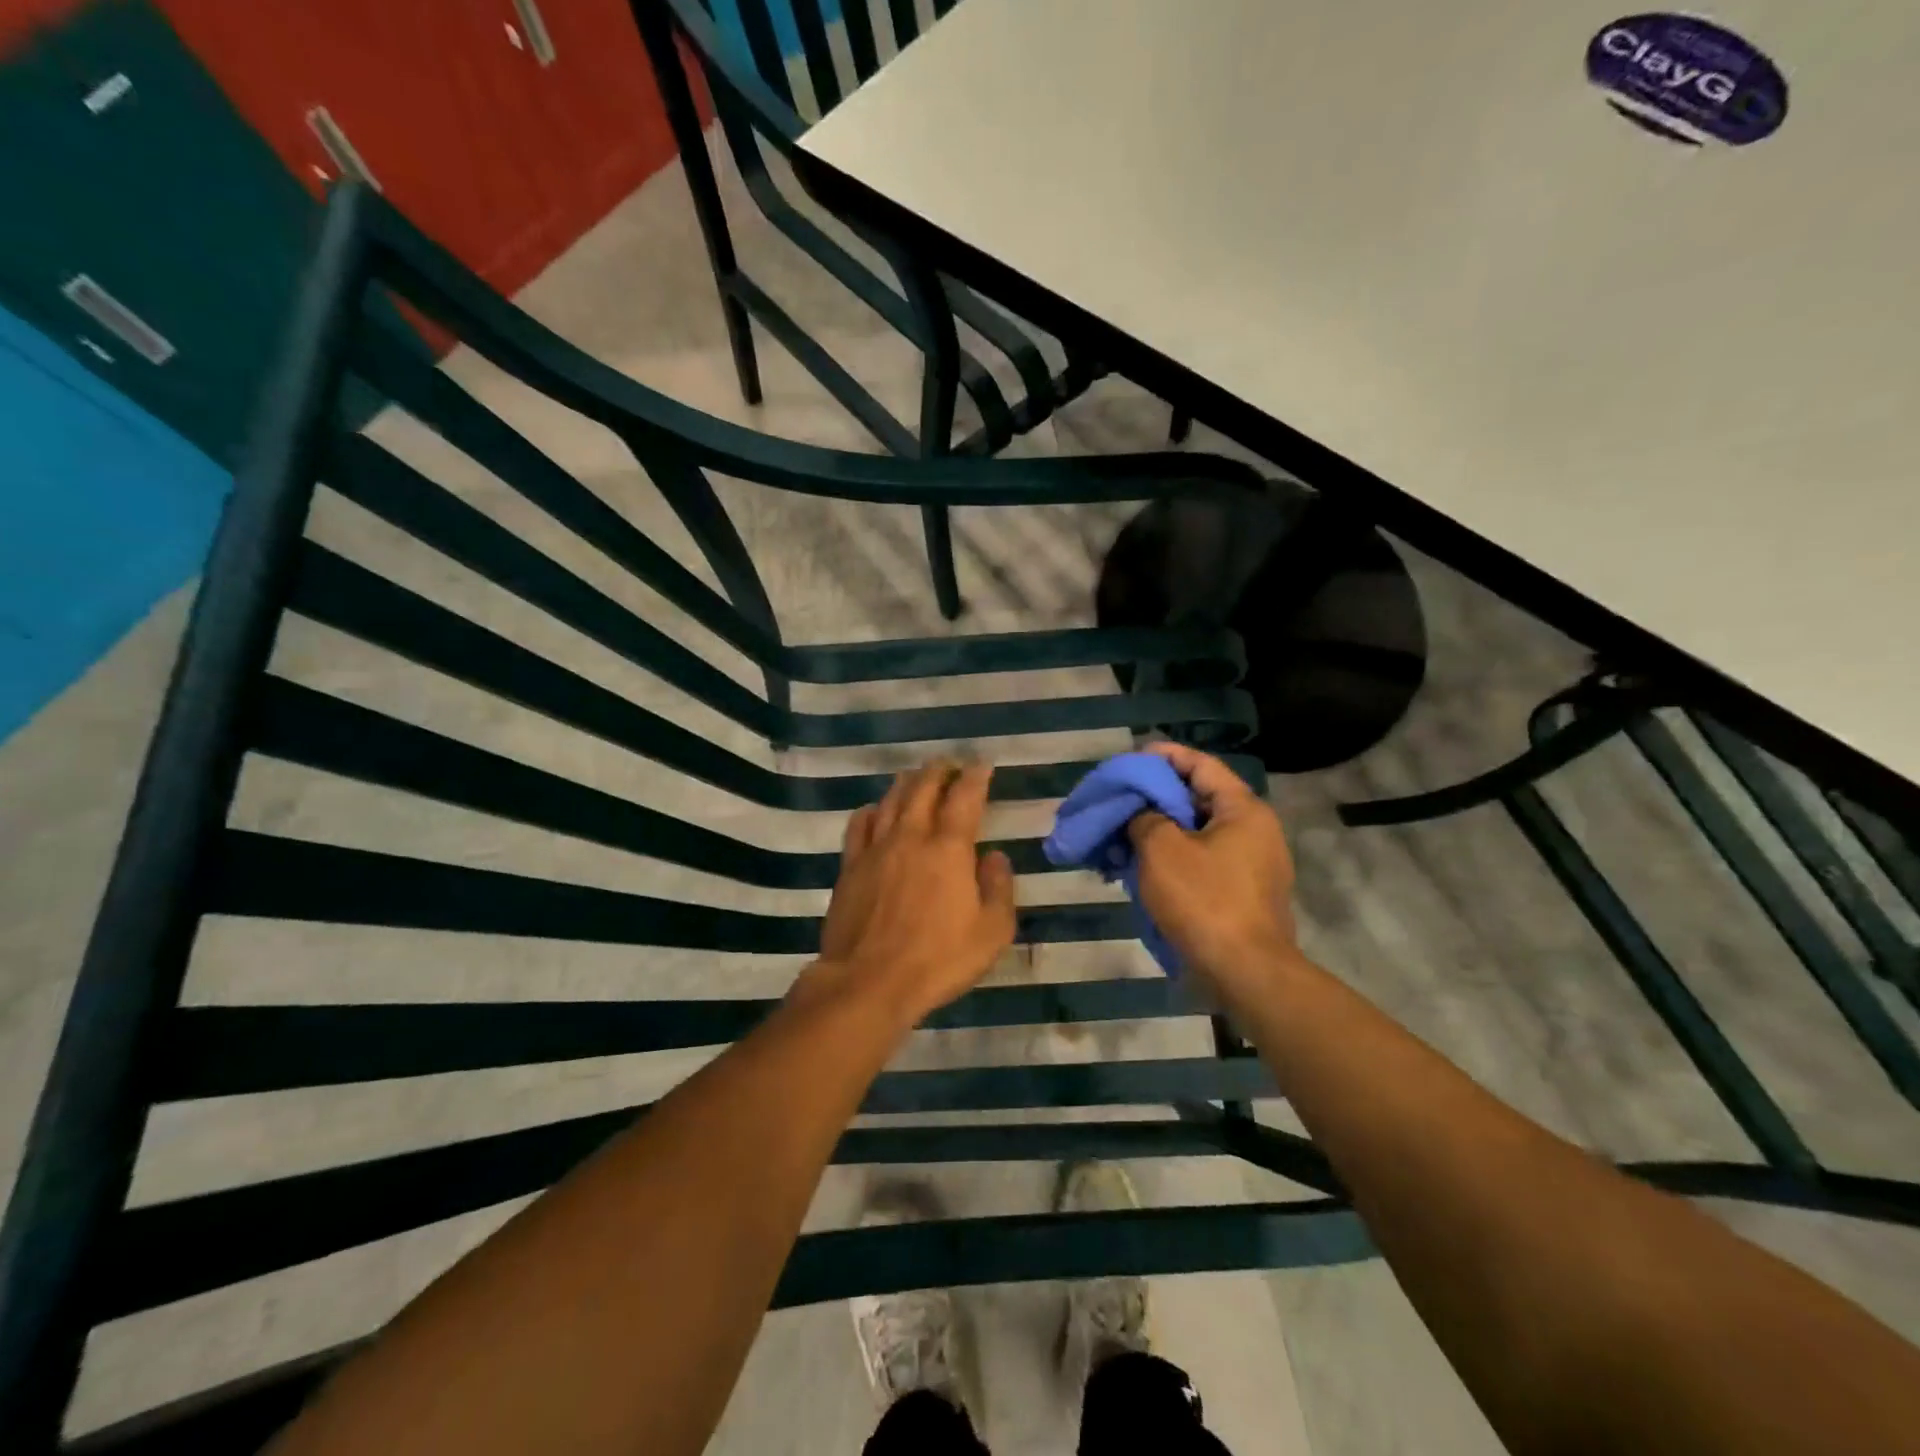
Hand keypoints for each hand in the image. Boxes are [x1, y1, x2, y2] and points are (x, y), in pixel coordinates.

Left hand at [804, 760, 1016, 1026]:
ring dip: (907, 783)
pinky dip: (871, 810)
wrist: (869, 981)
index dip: (975, 776)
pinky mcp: (850, 866)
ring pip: (891, 800)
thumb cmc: (938, 959)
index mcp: (949, 848)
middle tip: (949, 763)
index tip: (982, 764)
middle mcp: (911, 836)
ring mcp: (876, 849)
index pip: (965, 797)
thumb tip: (995, 856)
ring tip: (916, 776)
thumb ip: (999, 888)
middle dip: (939, 770)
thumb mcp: (992, 931)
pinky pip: (859, 825)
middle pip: (923, 788)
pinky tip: (875, 810)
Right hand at [1126, 742, 1297, 998]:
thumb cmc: (1204, 900)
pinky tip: (1143, 868)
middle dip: (1157, 797)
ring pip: (1198, 834)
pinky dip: (1173, 858)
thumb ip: (1145, 817)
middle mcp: (1254, 831)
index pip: (1201, 765)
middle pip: (1199, 799)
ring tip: (1123, 834)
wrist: (1246, 973)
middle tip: (1121, 798)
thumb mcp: (1162, 849)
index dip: (1164, 756)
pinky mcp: (1243, 895)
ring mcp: (1252, 866)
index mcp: (1243, 810)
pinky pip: (1203, 862)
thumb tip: (1141, 815)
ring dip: (1160, 831)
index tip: (1132, 758)